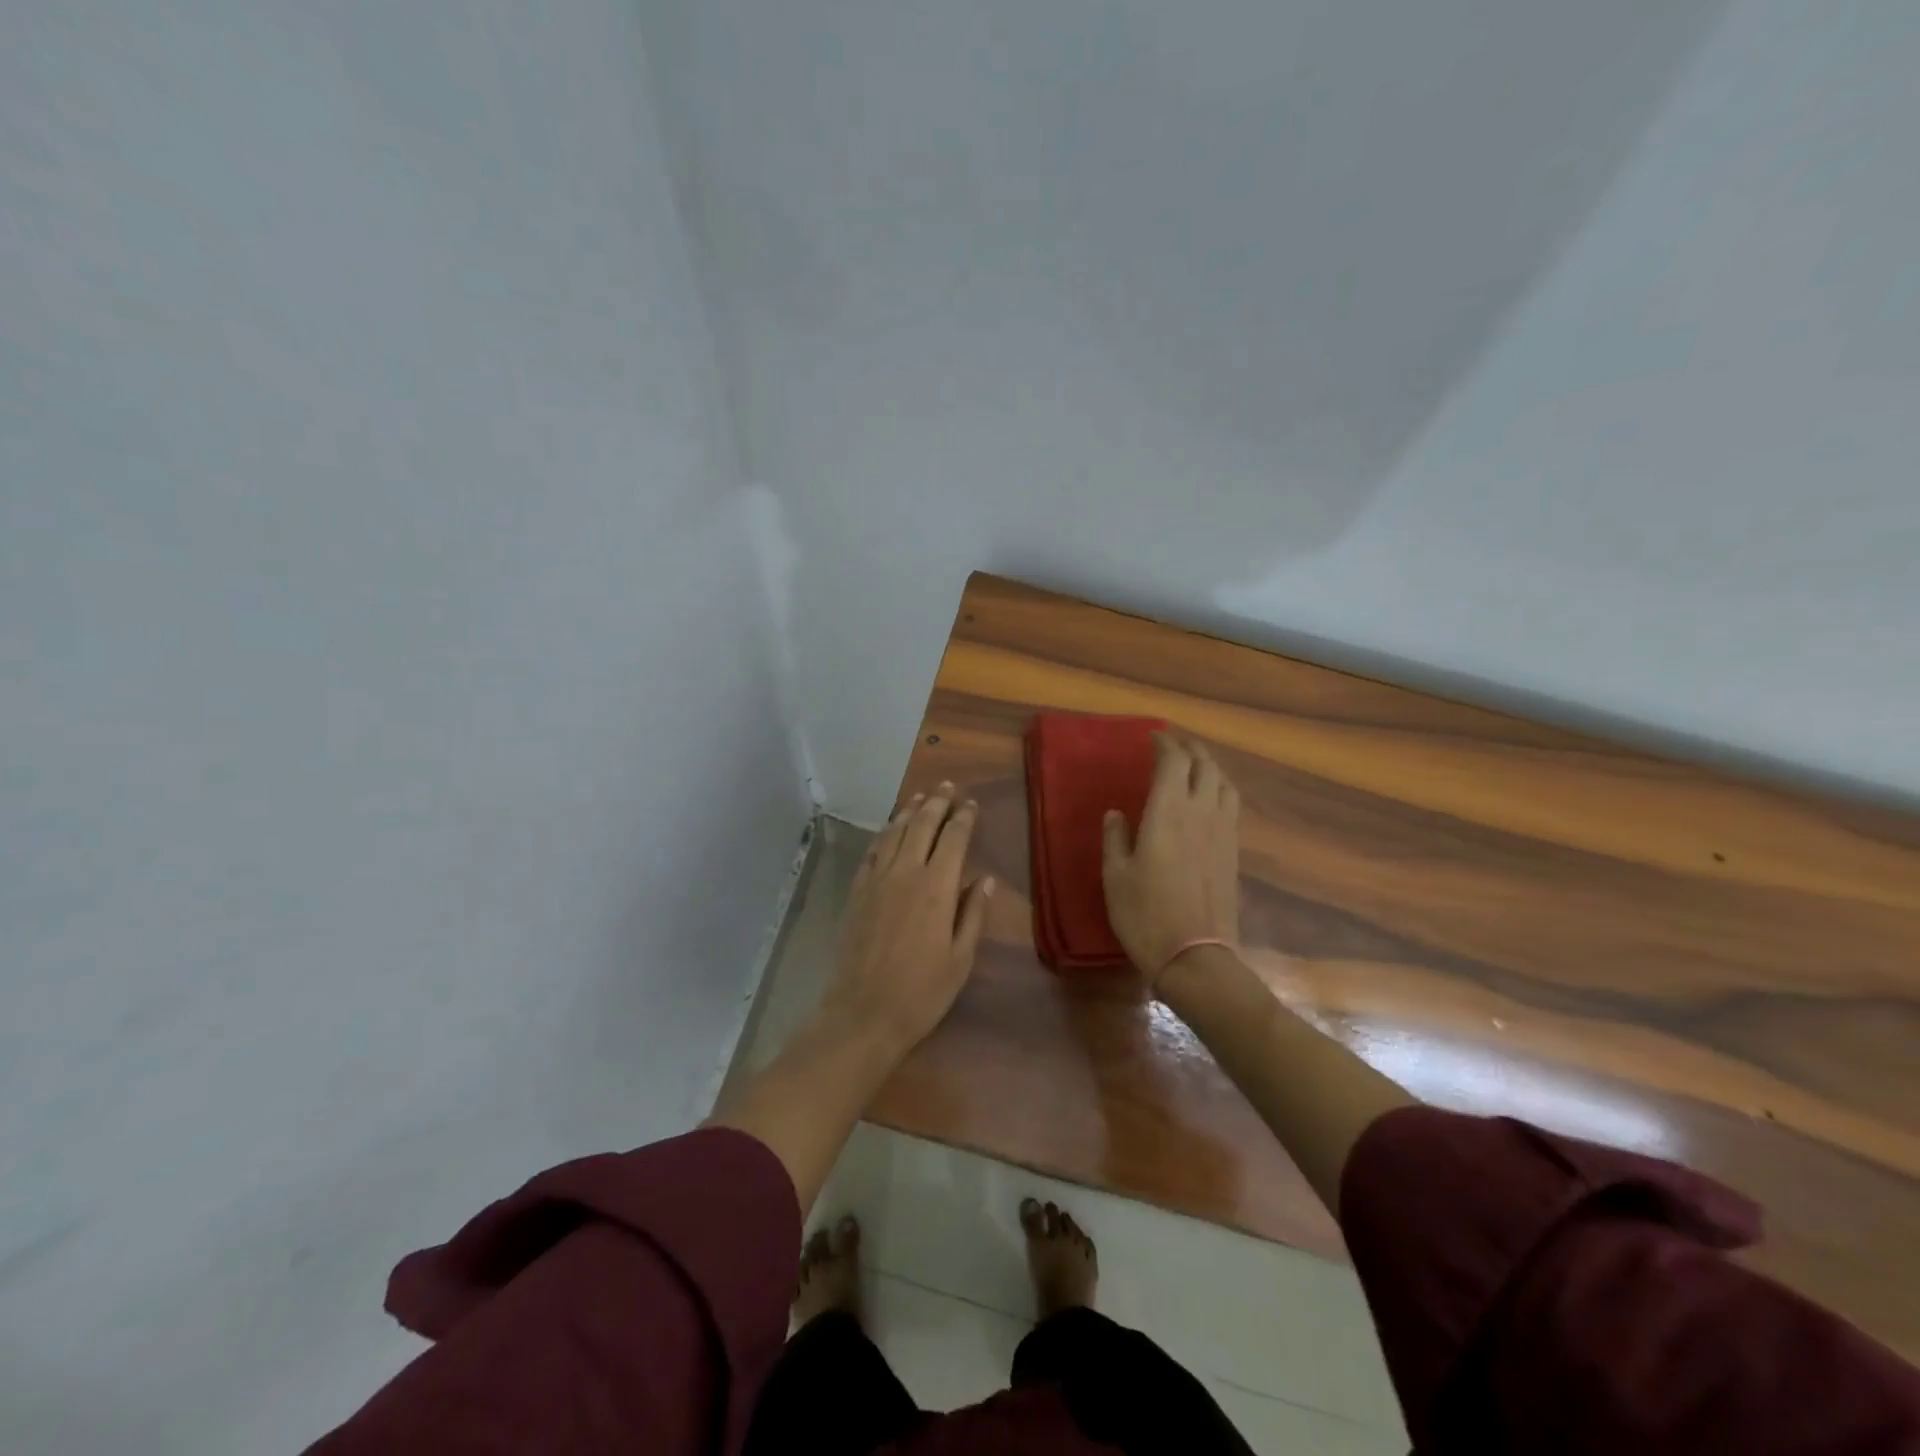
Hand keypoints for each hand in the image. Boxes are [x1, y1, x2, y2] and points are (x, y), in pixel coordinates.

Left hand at [821, 782, 994, 1053]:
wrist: (862, 1013)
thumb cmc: (922, 991)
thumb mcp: (961, 958)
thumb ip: (974, 913)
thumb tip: (986, 879)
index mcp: (937, 887)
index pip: (953, 838)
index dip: (964, 817)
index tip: (971, 803)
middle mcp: (905, 872)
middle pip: (922, 825)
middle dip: (937, 802)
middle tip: (947, 786)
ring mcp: (876, 880)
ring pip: (894, 832)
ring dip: (909, 811)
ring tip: (921, 797)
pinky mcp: (857, 892)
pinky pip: (872, 851)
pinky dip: (884, 834)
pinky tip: (889, 829)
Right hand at [1101, 735, 1240, 985]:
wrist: (1195, 956)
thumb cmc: (1145, 914)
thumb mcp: (1115, 876)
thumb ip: (1115, 838)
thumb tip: (1116, 813)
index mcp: (1168, 812)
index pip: (1173, 762)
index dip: (1164, 744)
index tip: (1152, 737)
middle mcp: (1200, 812)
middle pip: (1203, 764)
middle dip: (1188, 748)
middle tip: (1171, 744)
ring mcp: (1222, 831)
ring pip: (1223, 782)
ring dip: (1208, 765)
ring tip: (1193, 764)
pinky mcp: (1233, 850)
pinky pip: (1231, 804)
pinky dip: (1219, 788)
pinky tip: (1209, 798)